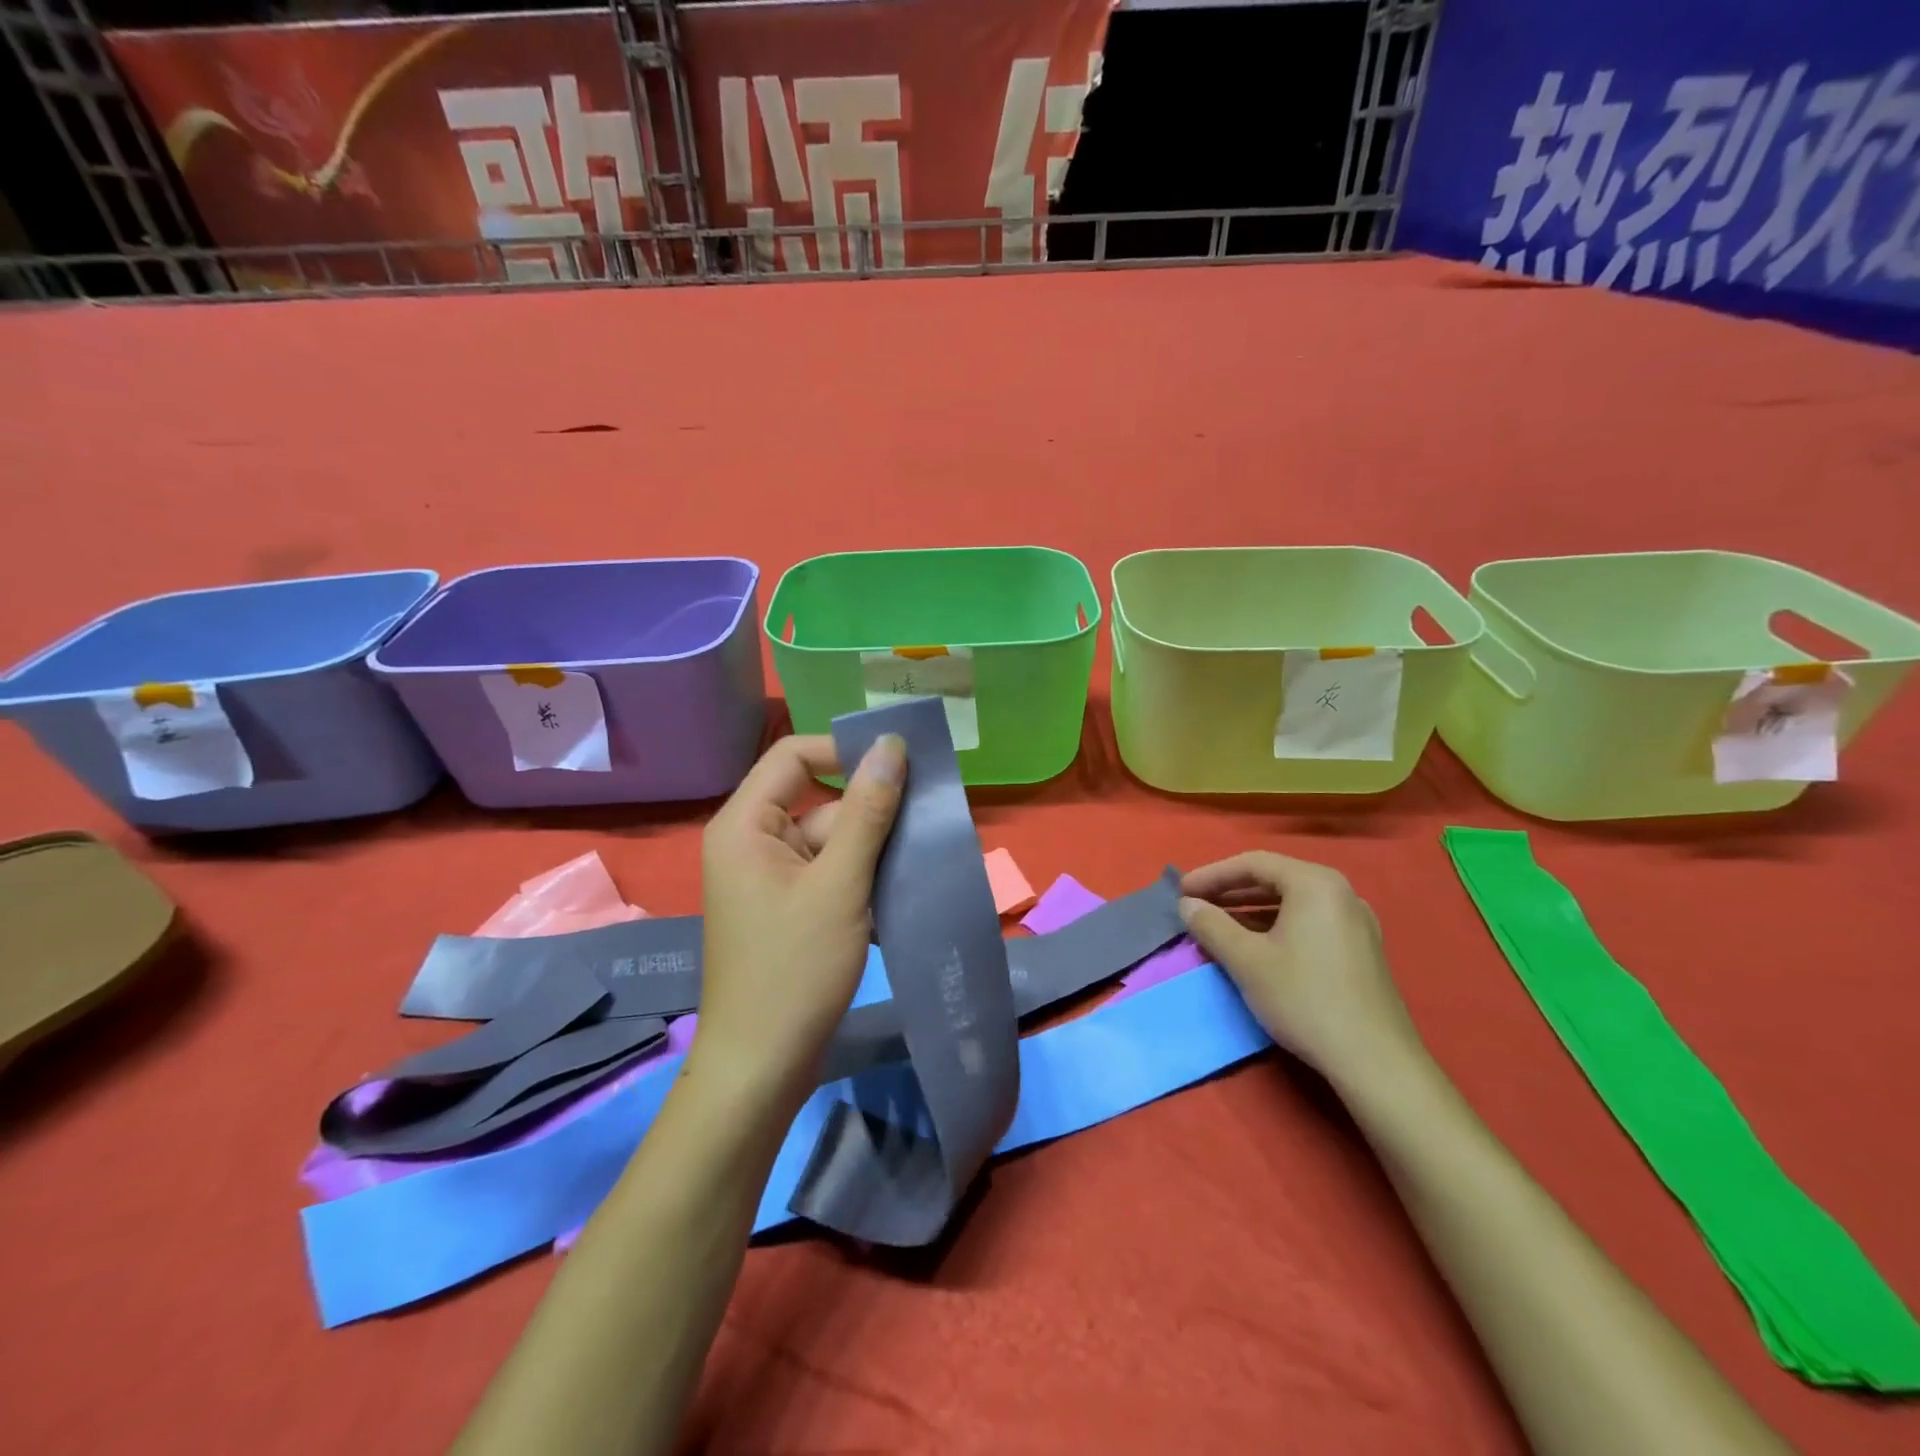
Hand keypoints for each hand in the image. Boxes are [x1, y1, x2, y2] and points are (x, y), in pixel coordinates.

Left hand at [691, 733, 906, 1106]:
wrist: (761, 1068)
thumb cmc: (794, 970)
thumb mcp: (840, 885)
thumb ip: (867, 812)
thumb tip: (891, 746)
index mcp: (746, 825)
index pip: (795, 755)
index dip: (845, 752)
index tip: (900, 768)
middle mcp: (751, 842)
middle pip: (819, 801)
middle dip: (871, 813)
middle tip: (928, 820)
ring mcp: (769, 879)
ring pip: (831, 841)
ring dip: (873, 850)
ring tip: (922, 859)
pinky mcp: (787, 909)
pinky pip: (828, 874)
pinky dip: (861, 879)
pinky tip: (900, 893)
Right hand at [1178, 852, 1422, 1081]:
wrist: (1375, 1061)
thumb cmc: (1304, 999)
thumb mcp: (1246, 960)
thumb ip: (1211, 925)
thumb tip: (1187, 904)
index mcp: (1315, 883)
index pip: (1252, 863)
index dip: (1211, 875)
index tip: (1180, 891)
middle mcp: (1340, 892)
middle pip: (1275, 878)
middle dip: (1230, 891)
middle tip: (1195, 905)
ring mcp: (1356, 921)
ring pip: (1292, 902)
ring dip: (1251, 910)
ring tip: (1218, 925)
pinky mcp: (1361, 949)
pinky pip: (1309, 922)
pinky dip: (1276, 926)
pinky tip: (1256, 946)